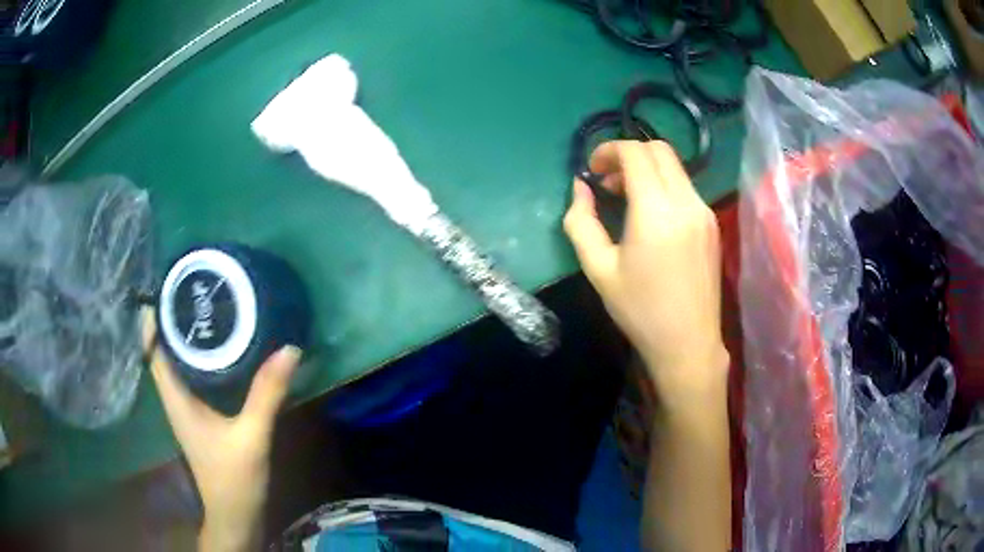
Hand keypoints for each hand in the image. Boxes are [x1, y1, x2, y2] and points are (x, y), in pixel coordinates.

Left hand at [142, 309, 300, 551]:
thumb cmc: (234, 478)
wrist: (235, 514)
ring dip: (186, 336)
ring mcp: (186, 407)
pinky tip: (222, 348)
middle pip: (164, 349)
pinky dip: (200, 356)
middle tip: (196, 287)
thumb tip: (289, 347)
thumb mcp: (251, 436)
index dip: (155, 317)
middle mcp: (175, 398)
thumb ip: (267, 394)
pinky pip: (193, 375)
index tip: (169, 286)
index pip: (153, 348)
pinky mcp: (200, 414)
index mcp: (175, 398)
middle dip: (173, 318)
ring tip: (209, 307)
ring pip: (178, 361)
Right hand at [563, 140, 727, 402]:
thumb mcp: (598, 269)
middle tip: (607, 180)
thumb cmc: (640, 310)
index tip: (592, 169)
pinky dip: (663, 184)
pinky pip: (685, 186)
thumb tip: (580, 188)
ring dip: (646, 168)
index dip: (609, 150)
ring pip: (674, 166)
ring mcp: (704, 211)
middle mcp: (686, 202)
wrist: (688, 343)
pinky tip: (650, 214)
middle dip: (628, 154)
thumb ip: (581, 222)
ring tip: (625, 196)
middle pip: (659, 150)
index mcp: (656, 211)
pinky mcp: (711, 223)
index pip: (636, 153)